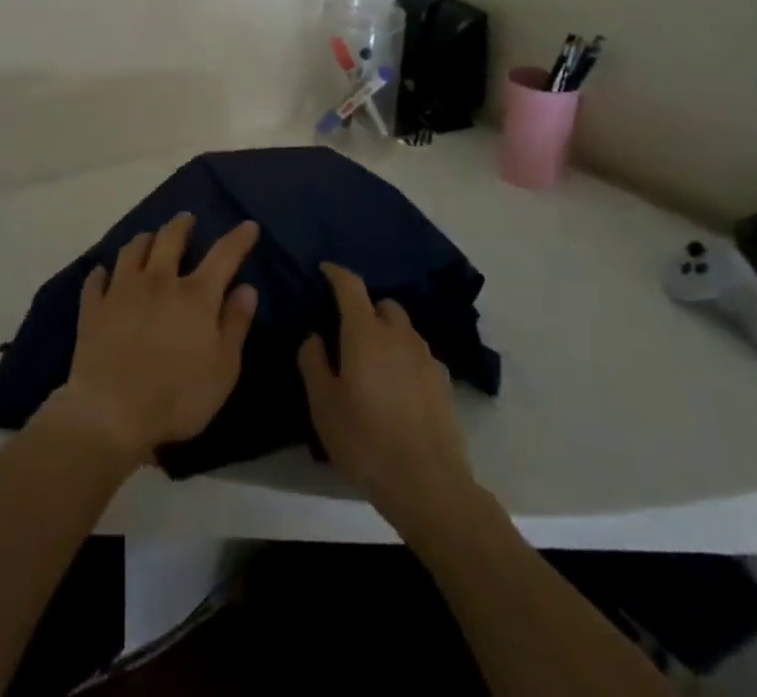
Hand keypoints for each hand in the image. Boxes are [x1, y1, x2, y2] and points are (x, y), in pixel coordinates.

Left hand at [49, 213, 259, 465]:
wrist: (111, 412)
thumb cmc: (177, 397)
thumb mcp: (223, 369)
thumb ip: (235, 324)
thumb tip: (247, 288)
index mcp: (195, 296)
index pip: (223, 255)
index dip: (238, 238)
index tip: (248, 225)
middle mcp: (158, 281)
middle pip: (170, 239)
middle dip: (181, 225)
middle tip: (186, 218)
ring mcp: (122, 290)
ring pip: (132, 250)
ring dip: (144, 240)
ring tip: (148, 238)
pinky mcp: (94, 307)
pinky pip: (96, 280)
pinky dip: (102, 273)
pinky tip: (103, 273)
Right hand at [299, 262, 482, 534]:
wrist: (428, 485)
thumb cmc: (365, 440)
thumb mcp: (323, 404)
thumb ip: (313, 362)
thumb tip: (315, 336)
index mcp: (365, 332)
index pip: (350, 286)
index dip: (335, 273)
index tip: (324, 271)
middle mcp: (399, 335)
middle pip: (383, 305)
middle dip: (365, 308)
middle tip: (347, 331)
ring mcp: (426, 358)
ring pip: (403, 329)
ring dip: (386, 333)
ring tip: (372, 362)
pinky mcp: (443, 382)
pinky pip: (418, 355)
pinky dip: (404, 358)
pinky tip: (396, 388)